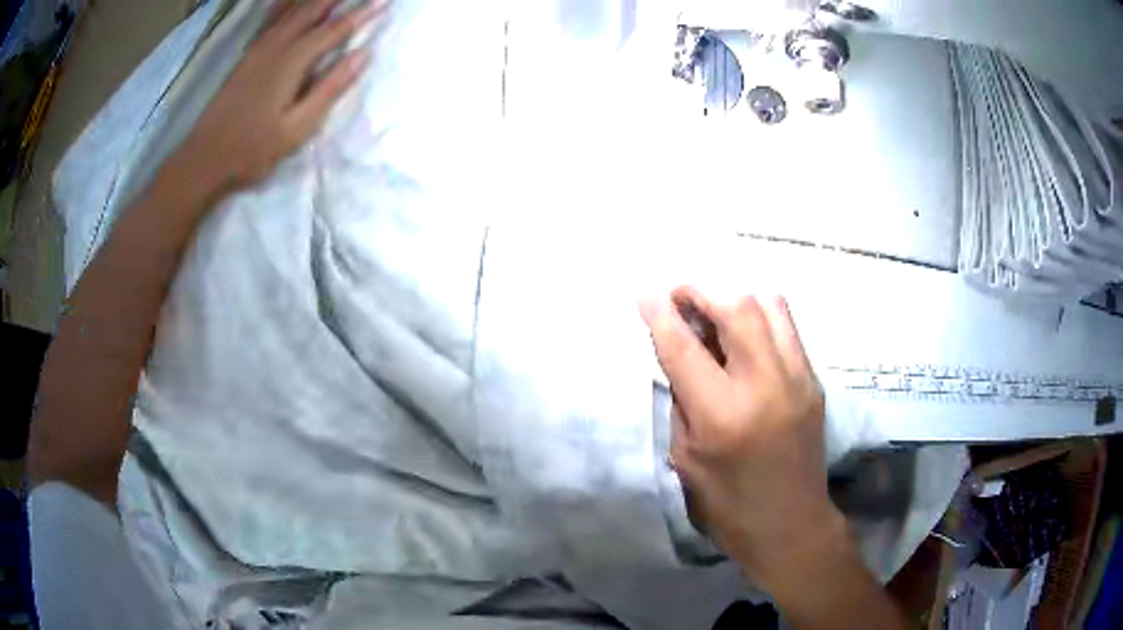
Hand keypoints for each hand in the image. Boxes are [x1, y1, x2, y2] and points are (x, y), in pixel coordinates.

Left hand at [180, 0, 386, 189]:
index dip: (361, 13)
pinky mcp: (247, 55)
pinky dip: (283, 4)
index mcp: (292, 61)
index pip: (335, 28)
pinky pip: (271, 18)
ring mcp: (259, 48)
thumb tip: (363, 54)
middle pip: (313, 9)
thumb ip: (330, 88)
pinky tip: (288, 0)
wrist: (204, 158)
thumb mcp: (297, 128)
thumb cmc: (253, 149)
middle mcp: (276, 45)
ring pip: (292, 9)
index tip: (383, 2)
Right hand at [640, 288, 841, 588]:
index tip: (645, 292)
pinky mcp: (814, 379)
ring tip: (713, 311)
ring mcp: (798, 377)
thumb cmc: (728, 504)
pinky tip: (742, 333)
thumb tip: (678, 351)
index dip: (660, 313)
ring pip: (769, 302)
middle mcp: (765, 385)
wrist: (791, 524)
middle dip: (700, 291)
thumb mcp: (685, 457)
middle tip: (680, 299)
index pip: (685, 348)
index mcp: (723, 416)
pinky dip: (759, 314)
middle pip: (737, 306)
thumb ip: (681, 399)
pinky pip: (786, 324)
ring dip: (734, 296)